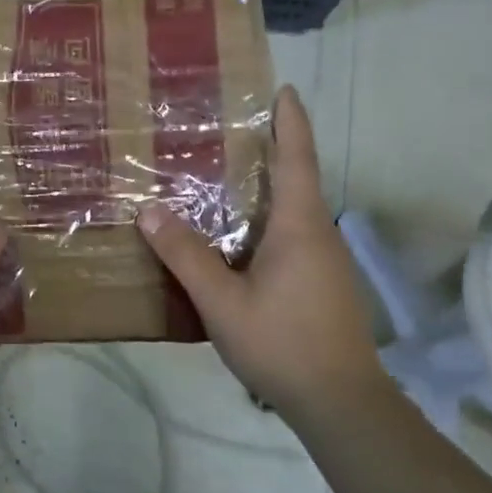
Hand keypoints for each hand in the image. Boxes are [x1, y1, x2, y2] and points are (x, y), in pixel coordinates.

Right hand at [138, 85, 390, 416]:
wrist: (341, 403)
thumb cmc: (282, 343)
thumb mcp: (222, 301)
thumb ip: (186, 256)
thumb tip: (149, 210)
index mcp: (299, 226)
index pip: (297, 159)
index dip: (291, 121)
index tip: (284, 89)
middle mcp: (318, 235)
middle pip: (298, 180)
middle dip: (274, 149)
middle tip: (233, 130)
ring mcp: (326, 262)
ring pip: (295, 211)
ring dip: (269, 188)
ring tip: (227, 179)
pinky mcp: (324, 284)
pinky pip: (294, 236)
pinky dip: (269, 221)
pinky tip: (241, 239)